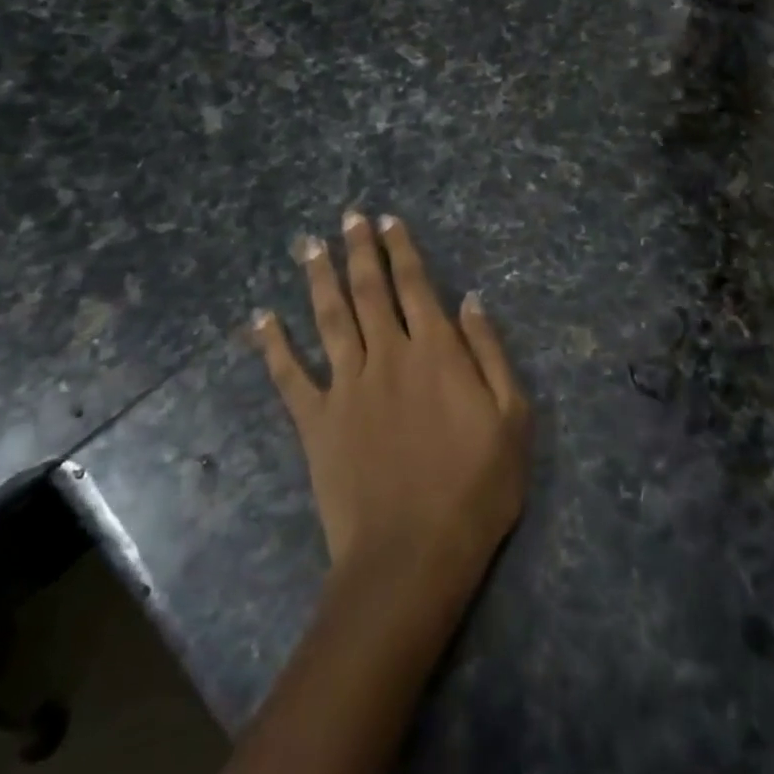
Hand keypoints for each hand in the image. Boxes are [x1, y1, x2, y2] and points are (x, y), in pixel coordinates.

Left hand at [251, 213, 530, 596]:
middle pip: (369, 290)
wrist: (413, 556)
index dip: (402, 250)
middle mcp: (387, 355)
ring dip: (319, 278)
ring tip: (309, 245)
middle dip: (359, 250)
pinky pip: (289, 376)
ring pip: (329, 318)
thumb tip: (470, 300)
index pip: (415, 286)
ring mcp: (346, 387)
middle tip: (348, 217)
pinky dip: (272, 345)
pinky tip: (260, 318)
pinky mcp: (316, 422)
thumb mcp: (512, 418)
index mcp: (436, 351)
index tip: (388, 220)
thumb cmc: (476, 488)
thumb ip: (490, 352)